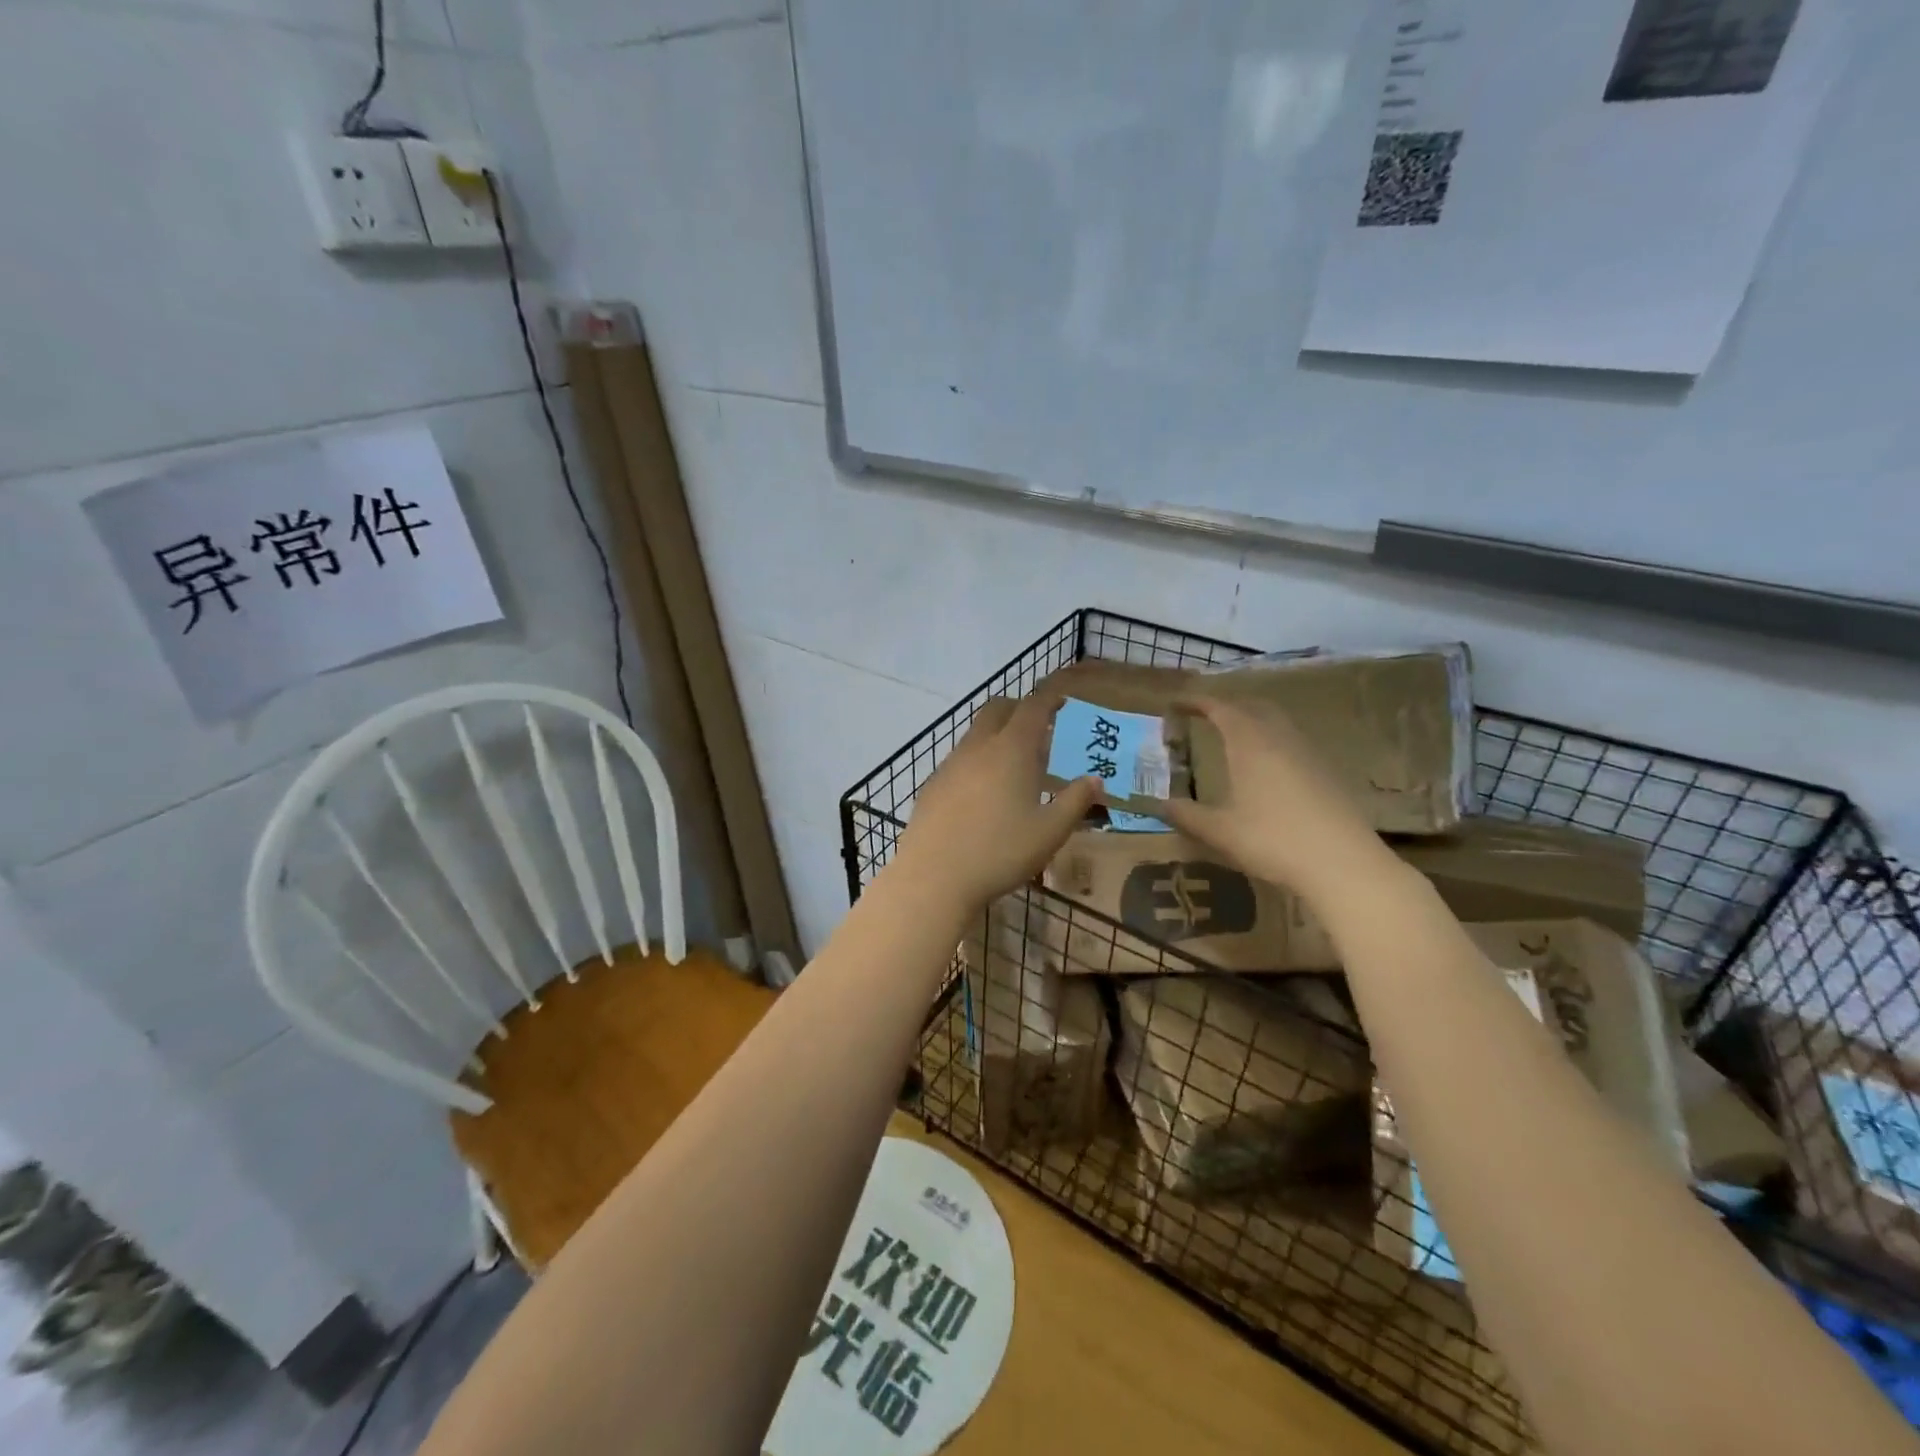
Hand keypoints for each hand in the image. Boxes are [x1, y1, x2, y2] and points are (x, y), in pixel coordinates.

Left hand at [889, 694, 1100, 913]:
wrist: (934, 876)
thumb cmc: (1000, 851)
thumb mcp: (1050, 831)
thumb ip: (1075, 801)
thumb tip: (1094, 779)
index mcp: (1012, 749)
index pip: (1032, 708)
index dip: (1049, 699)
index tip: (1062, 700)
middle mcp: (978, 746)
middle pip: (997, 709)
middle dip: (1019, 709)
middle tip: (1038, 729)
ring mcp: (950, 764)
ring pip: (975, 734)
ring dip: (996, 736)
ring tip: (1013, 765)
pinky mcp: (932, 785)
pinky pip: (959, 760)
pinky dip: (976, 762)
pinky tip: (982, 794)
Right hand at [1150, 695, 1386, 900]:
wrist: (1343, 863)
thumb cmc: (1273, 840)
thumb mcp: (1220, 831)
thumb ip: (1186, 815)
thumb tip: (1156, 804)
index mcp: (1249, 742)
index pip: (1219, 707)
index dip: (1195, 701)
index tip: (1175, 703)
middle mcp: (1279, 737)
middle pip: (1252, 706)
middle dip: (1226, 706)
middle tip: (1204, 717)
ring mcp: (1308, 752)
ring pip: (1277, 722)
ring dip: (1252, 721)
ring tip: (1233, 739)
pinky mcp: (1327, 771)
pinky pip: (1293, 741)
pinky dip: (1272, 741)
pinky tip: (1267, 769)